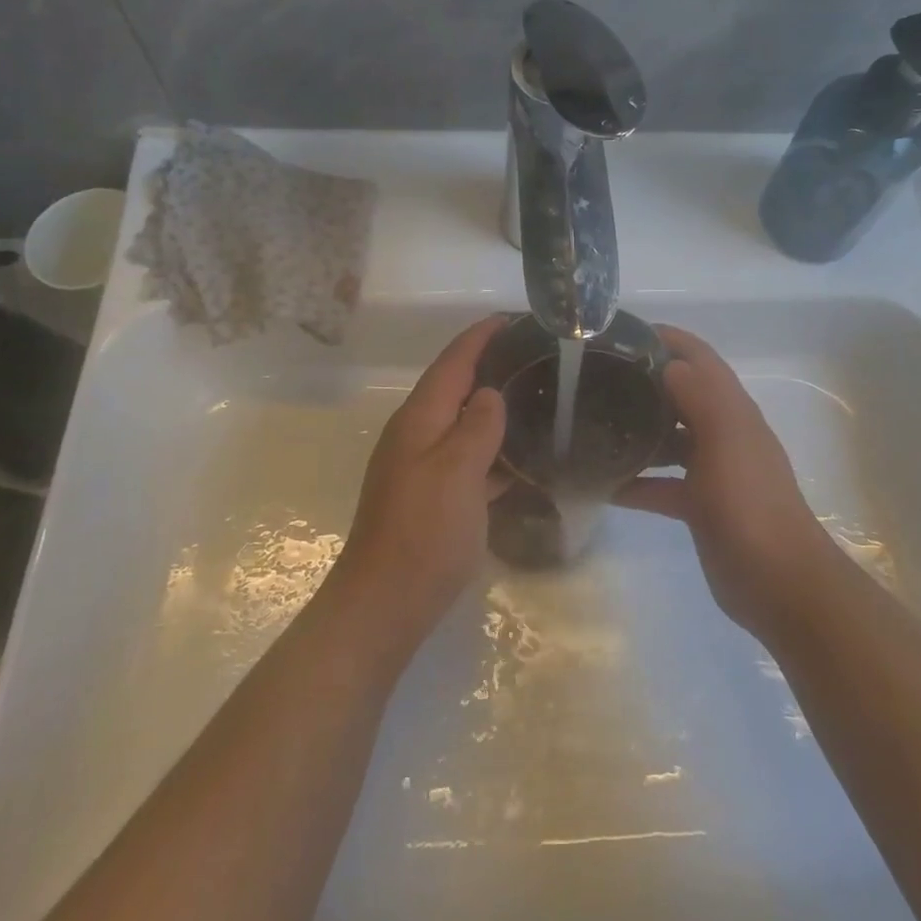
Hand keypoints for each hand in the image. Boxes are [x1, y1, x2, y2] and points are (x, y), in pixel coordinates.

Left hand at [327, 316, 509, 641]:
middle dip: (487, 365)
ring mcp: (422, 467)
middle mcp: (417, 435)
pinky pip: (467, 457)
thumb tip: (489, 394)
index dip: (478, 337)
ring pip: (462, 423)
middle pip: (454, 387)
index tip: (510, 317)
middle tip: (533, 354)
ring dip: (491, 406)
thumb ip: (477, 427)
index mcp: (419, 420)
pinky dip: (491, 448)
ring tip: (534, 395)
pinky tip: (521, 456)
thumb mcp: (457, 472)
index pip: (452, 363)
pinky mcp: (432, 496)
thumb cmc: (424, 532)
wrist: (386, 603)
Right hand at [618, 327, 840, 640]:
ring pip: (669, 438)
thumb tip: (669, 364)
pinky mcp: (700, 506)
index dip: (667, 338)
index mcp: (732, 410)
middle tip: (594, 377)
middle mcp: (723, 432)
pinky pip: (662, 484)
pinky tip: (603, 485)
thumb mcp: (726, 440)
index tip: (621, 333)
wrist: (779, 581)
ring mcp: (712, 471)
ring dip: (638, 429)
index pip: (699, 358)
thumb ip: (699, 395)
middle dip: (644, 381)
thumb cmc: (750, 503)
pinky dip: (637, 481)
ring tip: (591, 423)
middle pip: (680, 393)